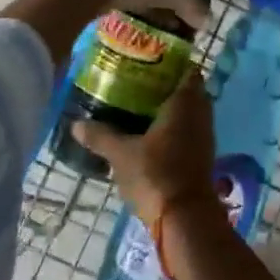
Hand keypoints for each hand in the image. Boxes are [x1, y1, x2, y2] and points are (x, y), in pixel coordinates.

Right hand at [74, 68, 218, 227]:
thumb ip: (100, 135)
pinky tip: (149, 134)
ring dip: (169, 108)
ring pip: (188, 112)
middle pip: (187, 90)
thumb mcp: (121, 154)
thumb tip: (76, 123)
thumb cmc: (156, 174)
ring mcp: (204, 135)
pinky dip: (173, 128)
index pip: (187, 69)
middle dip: (166, 85)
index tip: (149, 60)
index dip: (172, 61)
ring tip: (139, 106)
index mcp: (185, 101)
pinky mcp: (202, 155)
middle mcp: (200, 113)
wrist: (185, 218)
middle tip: (138, 82)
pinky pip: (188, 130)